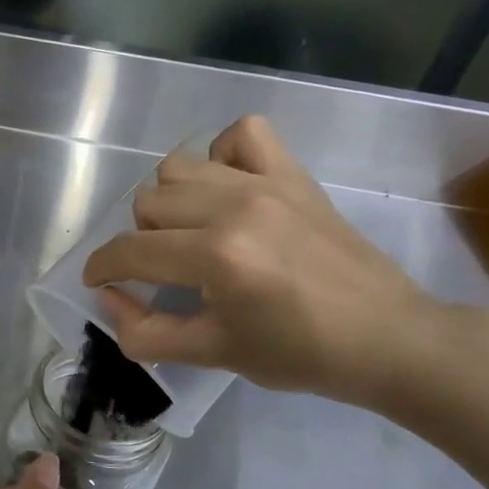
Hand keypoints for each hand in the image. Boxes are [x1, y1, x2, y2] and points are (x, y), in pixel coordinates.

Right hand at [81, 116, 445, 407]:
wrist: (387, 337)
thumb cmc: (298, 353)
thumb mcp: (212, 353)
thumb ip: (145, 331)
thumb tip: (107, 298)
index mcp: (216, 257)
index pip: (130, 250)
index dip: (102, 268)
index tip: (100, 282)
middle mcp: (234, 208)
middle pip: (147, 202)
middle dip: (140, 240)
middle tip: (164, 270)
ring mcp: (266, 183)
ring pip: (179, 167)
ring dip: (172, 200)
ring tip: (192, 230)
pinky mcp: (293, 174)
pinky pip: (241, 135)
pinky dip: (221, 155)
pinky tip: (227, 189)